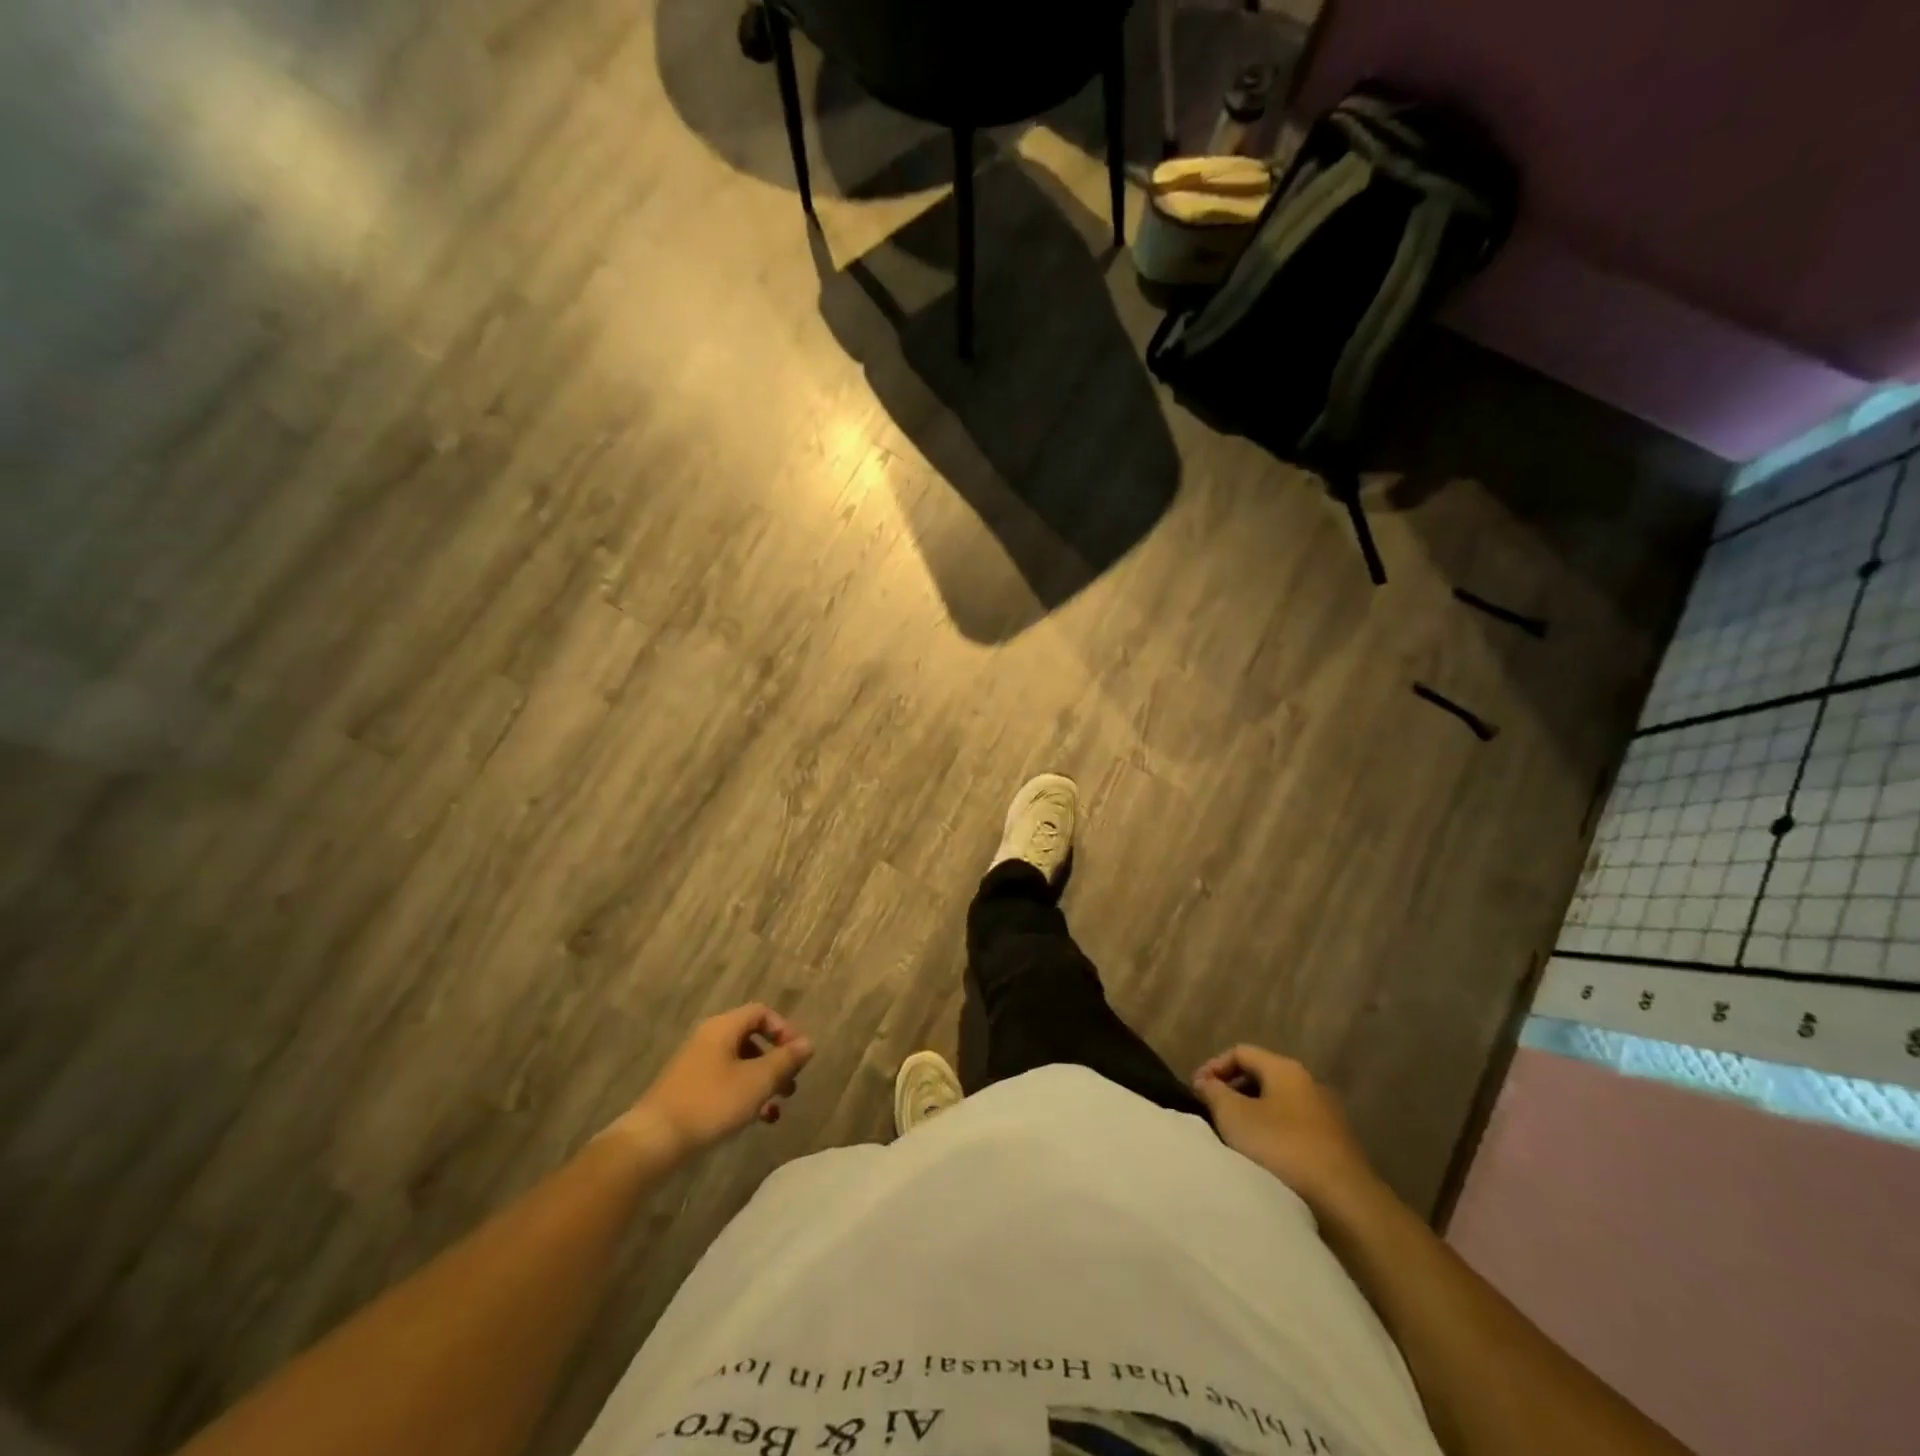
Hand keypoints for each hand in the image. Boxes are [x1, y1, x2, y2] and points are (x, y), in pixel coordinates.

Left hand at [618, 1005, 814, 1162]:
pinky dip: (743, 1096)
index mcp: (723, 1027)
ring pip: (739, 1065)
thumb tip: (808, 1043)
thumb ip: (785, 1060)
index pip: (761, 1013)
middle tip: (791, 1086)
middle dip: (776, 1062)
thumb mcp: (757, 1081)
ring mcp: (696, 1065)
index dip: (785, 1030)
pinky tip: (754, 1121)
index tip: (798, 1057)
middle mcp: (709, 1039)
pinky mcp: (688, 1091)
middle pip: (751, 1040)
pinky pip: (724, 1083)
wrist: (654, 1141)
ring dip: (762, 1083)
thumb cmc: (711, 1103)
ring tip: (775, 1110)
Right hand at [1192, 1045, 1380, 1215]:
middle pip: (1260, 1077)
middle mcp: (1309, 1084)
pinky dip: (1272, 1136)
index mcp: (1285, 1069)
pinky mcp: (1335, 1148)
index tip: (1195, 1091)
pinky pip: (1293, 1130)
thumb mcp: (1234, 1115)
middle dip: (1232, 1091)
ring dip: (1251, 1116)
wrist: (1344, 1204)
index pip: (1240, 1052)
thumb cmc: (1281, 1148)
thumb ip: (1213, 1092)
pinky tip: (1262, 1159)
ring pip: (1277, 1106)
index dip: (1213, 1066)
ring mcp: (1326, 1117)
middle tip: (1211, 1113)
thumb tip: (1205, 1082)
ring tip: (1233, 1138)